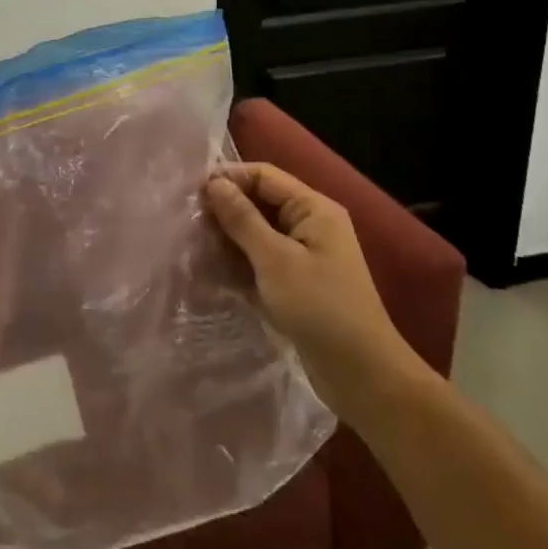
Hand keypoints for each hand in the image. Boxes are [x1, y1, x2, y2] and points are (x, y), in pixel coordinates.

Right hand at [203, 163, 418, 412]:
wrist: (360, 373)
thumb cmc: (319, 307)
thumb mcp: (274, 259)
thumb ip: (242, 218)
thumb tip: (213, 183)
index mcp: (313, 209)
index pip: (264, 175)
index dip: (228, 178)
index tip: (191, 193)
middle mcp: (310, 224)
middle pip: (259, 202)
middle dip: (225, 209)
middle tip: (187, 220)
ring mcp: (304, 254)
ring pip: (257, 231)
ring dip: (228, 237)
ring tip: (193, 244)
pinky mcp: (296, 281)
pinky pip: (261, 258)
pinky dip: (238, 260)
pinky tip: (210, 270)